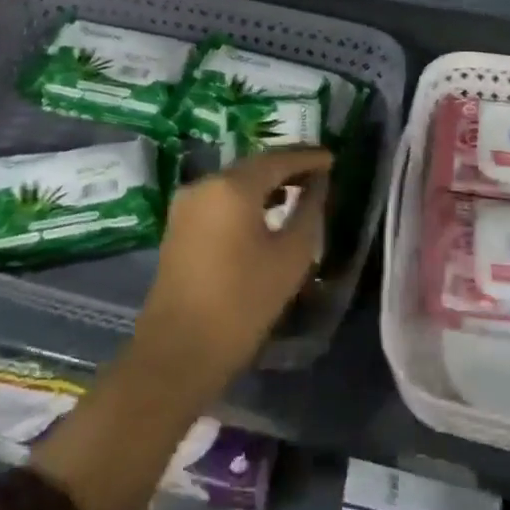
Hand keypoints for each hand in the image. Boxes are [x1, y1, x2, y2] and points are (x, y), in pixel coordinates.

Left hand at [133, 146, 333, 401]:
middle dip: (286, 167)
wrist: (178, 351)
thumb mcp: (290, 257)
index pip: (278, 159)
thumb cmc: (242, 303)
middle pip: (254, 165)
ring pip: (235, 181)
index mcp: (233, 186)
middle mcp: (206, 183)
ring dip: (266, 183)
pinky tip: (265, 212)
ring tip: (297, 192)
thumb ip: (309, 211)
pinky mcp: (179, 224)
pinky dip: (245, 198)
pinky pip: (220, 198)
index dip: (307, 157)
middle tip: (318, 173)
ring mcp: (187, 203)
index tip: (332, 158)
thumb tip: (318, 184)